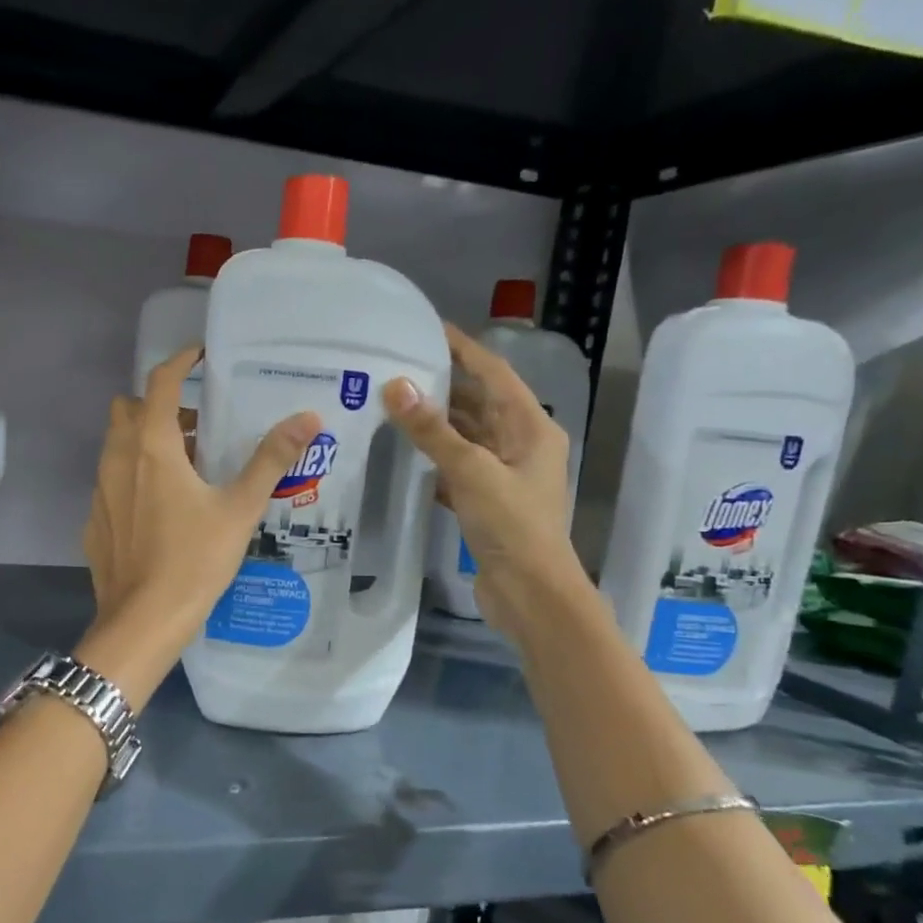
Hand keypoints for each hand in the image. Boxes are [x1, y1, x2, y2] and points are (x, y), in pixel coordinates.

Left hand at [78, 347, 319, 700]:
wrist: (142, 622)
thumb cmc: (193, 561)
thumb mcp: (239, 508)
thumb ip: (271, 459)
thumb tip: (309, 418)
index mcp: (151, 446)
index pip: (161, 382)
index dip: (180, 361)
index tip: (201, 354)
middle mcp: (117, 459)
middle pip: (130, 409)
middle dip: (161, 405)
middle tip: (199, 423)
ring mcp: (100, 491)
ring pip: (118, 445)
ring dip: (147, 440)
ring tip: (188, 465)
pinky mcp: (96, 520)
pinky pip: (113, 481)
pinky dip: (134, 476)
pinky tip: (161, 507)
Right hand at [383, 323, 582, 638]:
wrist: (531, 594)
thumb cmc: (512, 526)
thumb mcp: (471, 472)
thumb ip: (432, 431)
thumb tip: (395, 386)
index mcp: (531, 428)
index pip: (493, 374)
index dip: (464, 349)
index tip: (428, 328)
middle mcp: (520, 444)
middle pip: (478, 403)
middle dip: (442, 384)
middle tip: (398, 365)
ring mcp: (503, 474)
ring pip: (465, 436)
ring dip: (434, 422)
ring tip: (391, 403)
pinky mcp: (486, 501)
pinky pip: (456, 466)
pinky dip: (432, 457)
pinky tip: (402, 453)